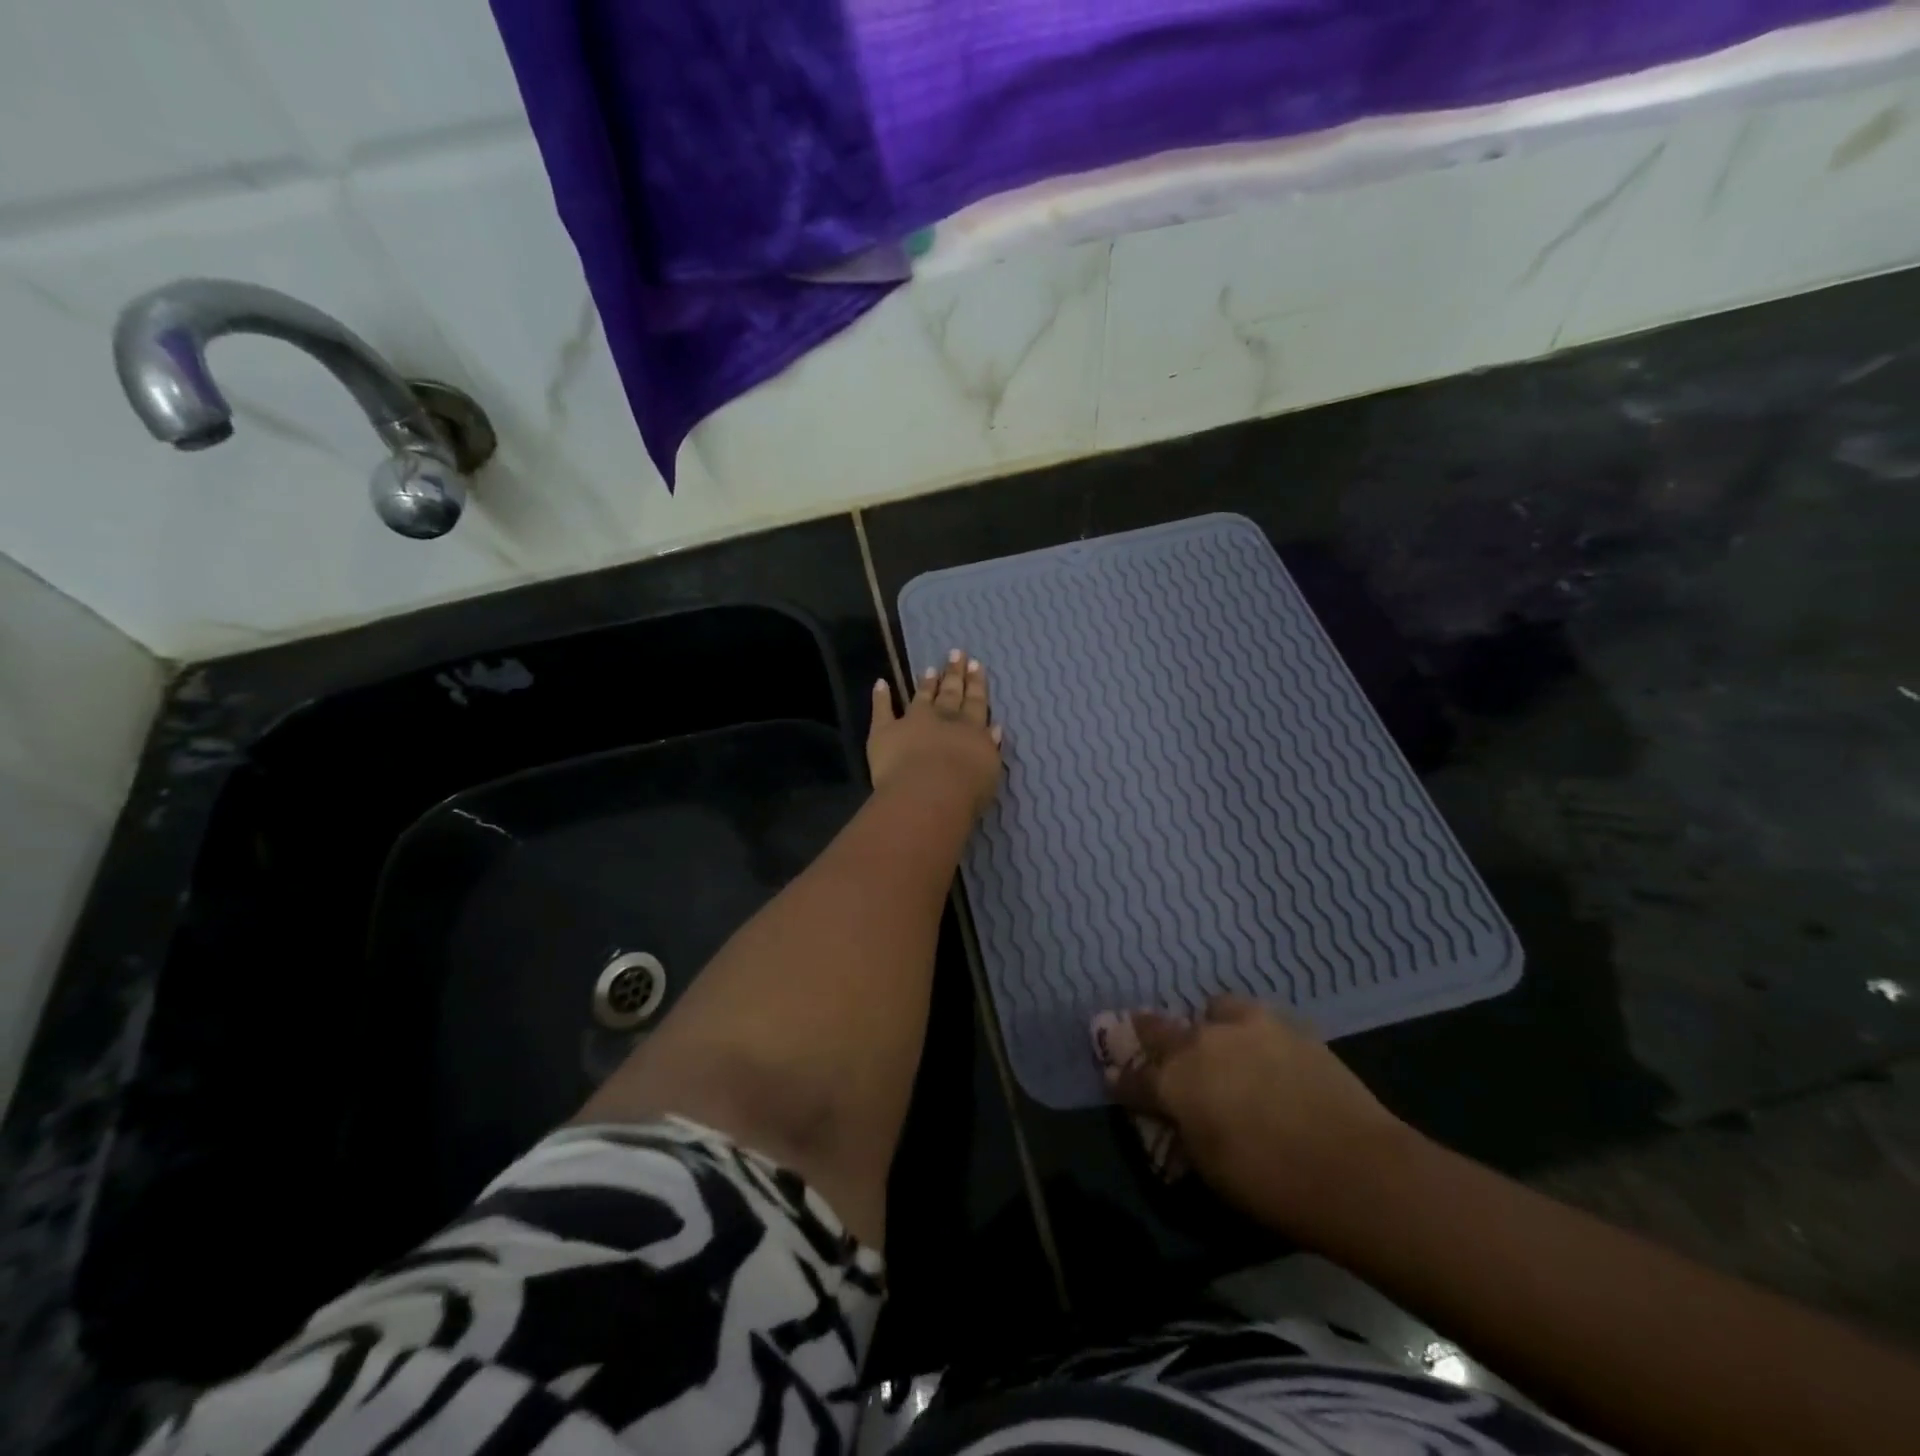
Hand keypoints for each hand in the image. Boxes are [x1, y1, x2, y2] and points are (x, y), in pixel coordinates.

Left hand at [866, 650, 1002, 816]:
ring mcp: (913, 721)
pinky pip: (882, 710)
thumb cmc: (965, 791)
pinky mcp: (885, 731)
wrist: (927, 793)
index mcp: (972, 730)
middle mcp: (944, 720)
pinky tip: (880, 683)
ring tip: (930, 668)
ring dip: (926, 683)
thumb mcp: (990, 771)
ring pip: (921, 697)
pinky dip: (880, 696)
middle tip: (957, 654)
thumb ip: (990, 748)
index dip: (976, 683)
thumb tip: (994, 728)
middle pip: (951, 693)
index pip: (976, 703)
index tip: (975, 664)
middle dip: (954, 674)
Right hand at [1104, 994, 1412, 1239]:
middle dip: (1146, 1035)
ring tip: (1219, 1045)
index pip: (1133, 1078)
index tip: (1115, 1079)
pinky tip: (1261, 1050)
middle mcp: (1199, 1043)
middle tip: (1142, 1036)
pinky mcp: (1283, 1024)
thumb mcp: (1210, 1169)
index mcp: (1174, 1083)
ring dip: (1206, 1028)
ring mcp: (1242, 1027)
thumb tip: (1175, 1117)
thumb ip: (1183, 1132)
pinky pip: (1251, 1017)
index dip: (1122, 1081)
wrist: (1354, 1167)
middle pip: (1157, 1029)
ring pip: (1210, 1012)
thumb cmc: (1271, 1184)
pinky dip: (1247, 1030)